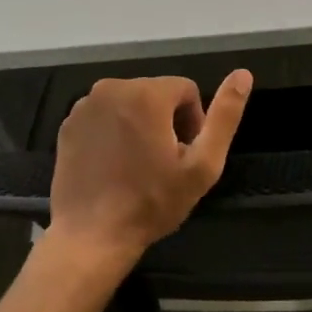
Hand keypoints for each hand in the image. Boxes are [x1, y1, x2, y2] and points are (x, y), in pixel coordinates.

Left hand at [48, 71, 251, 280]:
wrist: (91, 236)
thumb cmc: (152, 202)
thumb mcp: (203, 164)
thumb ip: (225, 116)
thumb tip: (243, 74)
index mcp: (146, 93)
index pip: (186, 90)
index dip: (194, 122)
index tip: (185, 155)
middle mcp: (111, 89)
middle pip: (157, 93)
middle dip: (167, 121)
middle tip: (165, 163)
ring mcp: (84, 106)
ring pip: (131, 103)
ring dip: (141, 125)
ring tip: (140, 165)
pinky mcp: (68, 124)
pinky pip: (105, 116)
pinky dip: (115, 132)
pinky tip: (115, 165)